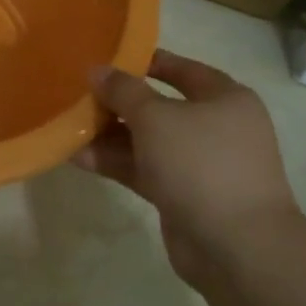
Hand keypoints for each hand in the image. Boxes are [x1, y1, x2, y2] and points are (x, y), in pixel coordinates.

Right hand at [74, 49, 300, 283]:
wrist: (236, 247)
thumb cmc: (201, 164)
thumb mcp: (155, 117)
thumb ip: (123, 90)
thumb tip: (98, 70)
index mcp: (225, 99)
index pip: (183, 69)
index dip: (146, 61)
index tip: (107, 58)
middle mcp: (216, 128)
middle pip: (160, 107)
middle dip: (118, 103)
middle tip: (79, 95)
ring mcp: (200, 165)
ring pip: (147, 141)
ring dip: (110, 135)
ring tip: (68, 127)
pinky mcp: (183, 195)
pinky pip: (144, 170)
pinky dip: (115, 162)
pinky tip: (77, 157)